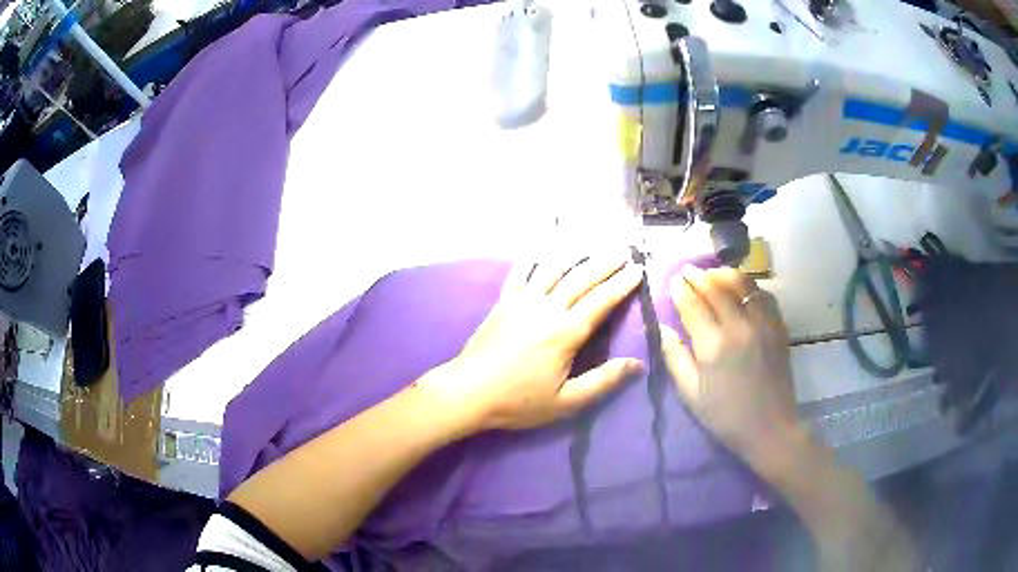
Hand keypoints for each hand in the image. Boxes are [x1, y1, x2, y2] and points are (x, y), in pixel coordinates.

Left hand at [435, 252, 644, 430]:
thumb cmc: (518, 401)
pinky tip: (544, 246)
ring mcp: (522, 300)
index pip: (601, 301)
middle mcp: (546, 308)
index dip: (622, 284)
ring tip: (594, 244)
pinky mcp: (503, 301)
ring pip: (554, 268)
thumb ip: (603, 381)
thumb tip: (637, 363)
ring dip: (577, 253)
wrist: (468, 392)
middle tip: (624, 251)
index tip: (639, 270)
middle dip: (605, 263)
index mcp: (565, 333)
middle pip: (581, 278)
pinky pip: (521, 271)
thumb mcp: (566, 401)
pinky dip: (535, 256)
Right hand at [660, 266, 799, 468]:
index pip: (693, 305)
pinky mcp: (778, 326)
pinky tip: (741, 289)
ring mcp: (763, 323)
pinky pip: (763, 294)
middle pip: (717, 288)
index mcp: (714, 346)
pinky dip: (749, 286)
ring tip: (713, 274)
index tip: (672, 280)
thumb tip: (661, 327)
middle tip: (687, 270)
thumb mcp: (691, 393)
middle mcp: (739, 327)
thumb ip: (675, 357)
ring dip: (724, 274)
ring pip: (743, 284)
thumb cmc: (725, 415)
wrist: (769, 427)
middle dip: (699, 276)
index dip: (681, 290)